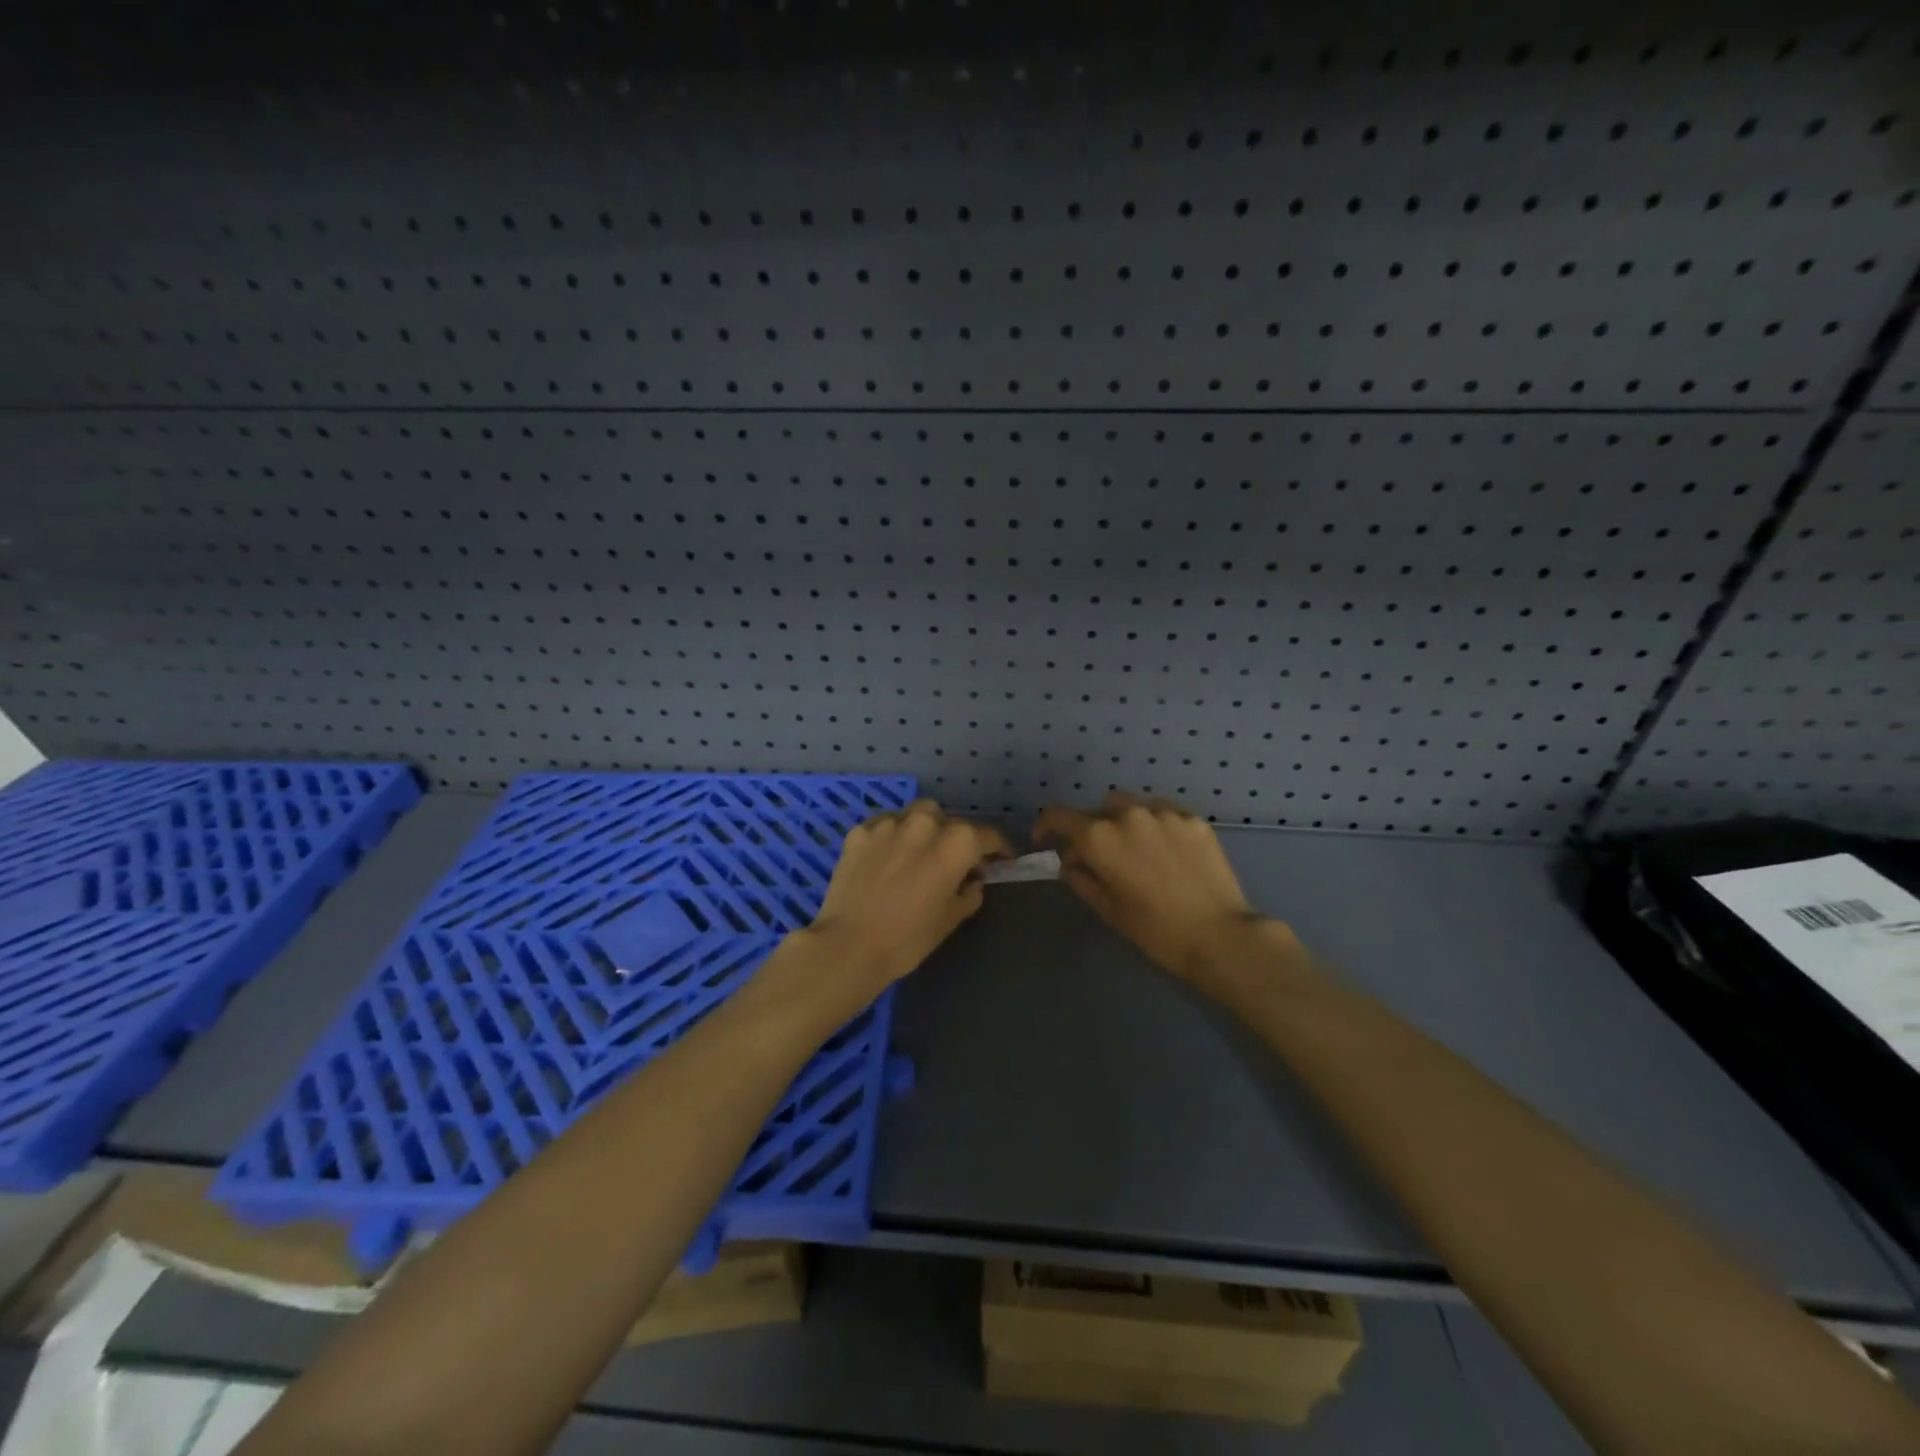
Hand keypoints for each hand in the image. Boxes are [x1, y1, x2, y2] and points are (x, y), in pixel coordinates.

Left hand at [801, 799, 1011, 993]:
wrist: (849, 945)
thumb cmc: (909, 937)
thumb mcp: (951, 918)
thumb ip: (970, 892)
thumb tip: (973, 879)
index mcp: (956, 842)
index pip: (987, 836)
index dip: (998, 849)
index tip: (1000, 860)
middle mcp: (925, 822)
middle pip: (949, 820)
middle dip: (954, 837)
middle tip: (951, 861)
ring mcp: (889, 823)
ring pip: (915, 815)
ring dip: (922, 831)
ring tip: (916, 854)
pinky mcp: (860, 831)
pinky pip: (884, 826)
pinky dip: (891, 837)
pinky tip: (886, 858)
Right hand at [1034, 790, 1300, 993]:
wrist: (1219, 935)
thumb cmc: (1154, 930)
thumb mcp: (1107, 909)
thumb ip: (1081, 878)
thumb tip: (1071, 861)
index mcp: (1099, 837)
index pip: (1059, 816)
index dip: (1045, 826)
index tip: (1044, 840)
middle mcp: (1128, 814)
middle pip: (1099, 808)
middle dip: (1093, 827)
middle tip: (1100, 856)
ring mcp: (1164, 813)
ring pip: (1133, 806)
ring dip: (1125, 822)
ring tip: (1136, 850)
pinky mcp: (1193, 819)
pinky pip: (1164, 813)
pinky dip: (1156, 826)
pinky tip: (1167, 851)